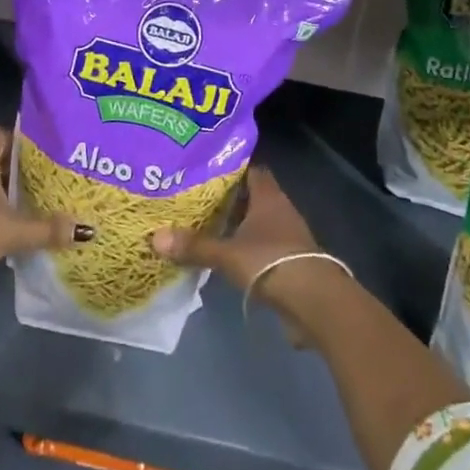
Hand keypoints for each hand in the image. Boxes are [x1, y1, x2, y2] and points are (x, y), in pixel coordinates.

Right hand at [151, 168, 339, 340]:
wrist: (314, 302)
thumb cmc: (271, 262)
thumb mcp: (227, 254)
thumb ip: (194, 245)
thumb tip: (155, 237)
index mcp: (268, 196)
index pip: (250, 169)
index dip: (230, 167)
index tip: (204, 168)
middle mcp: (279, 210)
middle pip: (251, 196)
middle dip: (226, 198)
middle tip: (195, 198)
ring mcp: (286, 237)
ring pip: (256, 223)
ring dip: (235, 225)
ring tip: (203, 226)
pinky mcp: (288, 262)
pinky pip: (260, 247)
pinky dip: (243, 248)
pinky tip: (223, 256)